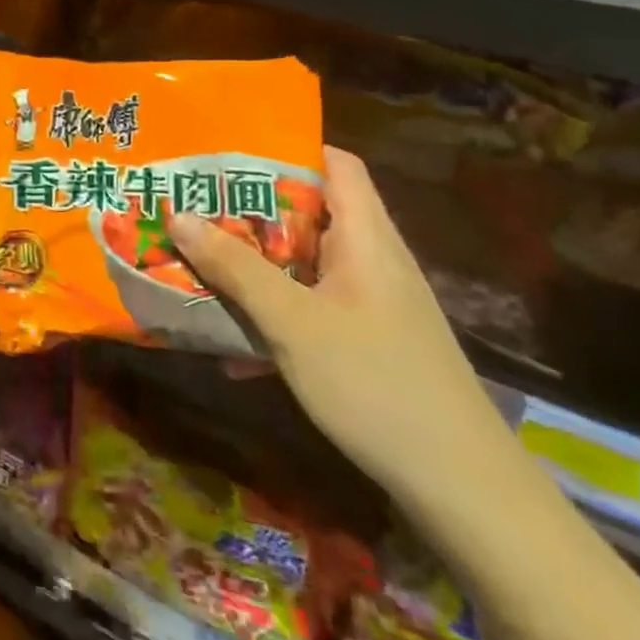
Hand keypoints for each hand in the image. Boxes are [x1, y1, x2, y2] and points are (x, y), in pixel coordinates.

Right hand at [169, 147, 511, 510]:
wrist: (463, 492)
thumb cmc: (377, 384)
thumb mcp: (293, 322)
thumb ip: (235, 268)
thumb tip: (176, 214)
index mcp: (366, 237)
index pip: (336, 163)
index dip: (288, 147)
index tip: (229, 150)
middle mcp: (371, 261)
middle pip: (310, 214)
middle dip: (249, 210)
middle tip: (193, 204)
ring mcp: (371, 305)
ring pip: (303, 265)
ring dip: (253, 264)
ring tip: (197, 260)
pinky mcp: (366, 344)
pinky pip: (308, 309)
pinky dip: (272, 313)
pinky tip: (231, 346)